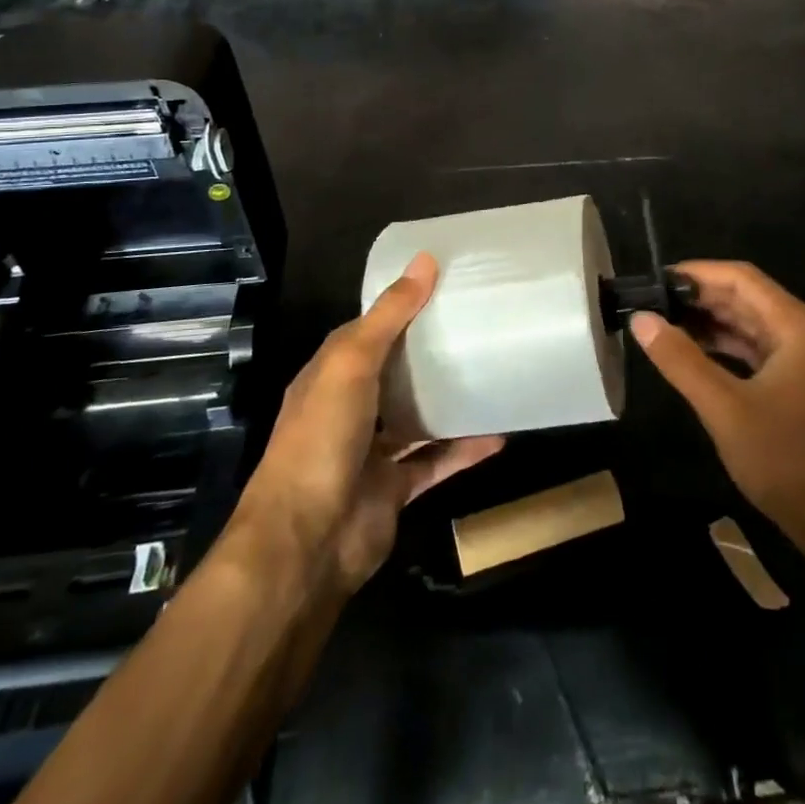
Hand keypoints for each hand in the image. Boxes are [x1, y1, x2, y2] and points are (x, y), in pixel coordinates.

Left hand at [227, 253, 503, 593]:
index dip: (400, 307)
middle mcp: (349, 409)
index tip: (444, 285)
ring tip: (492, 373)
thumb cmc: (322, 438)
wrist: (305, 543)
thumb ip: (389, 315)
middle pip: (395, 372)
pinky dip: (464, 449)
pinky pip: (436, 462)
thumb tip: (425, 259)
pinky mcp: (394, 489)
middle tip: (479, 325)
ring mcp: (371, 451)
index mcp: (330, 375)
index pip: (368, 331)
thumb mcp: (351, 363)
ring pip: (416, 417)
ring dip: (448, 401)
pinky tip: (499, 433)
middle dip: (429, 352)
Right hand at [630, 261, 804, 557]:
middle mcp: (802, 331)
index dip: (696, 273)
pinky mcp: (795, 379)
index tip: (653, 280)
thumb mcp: (725, 409)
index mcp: (796, 325)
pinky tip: (689, 349)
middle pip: (744, 296)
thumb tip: (640, 319)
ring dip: (707, 320)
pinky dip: (721, 344)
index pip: (741, 278)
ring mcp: (801, 356)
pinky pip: (753, 346)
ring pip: (747, 321)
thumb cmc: (785, 461)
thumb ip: (681, 360)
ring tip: (660, 321)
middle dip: (698, 296)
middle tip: (649, 301)